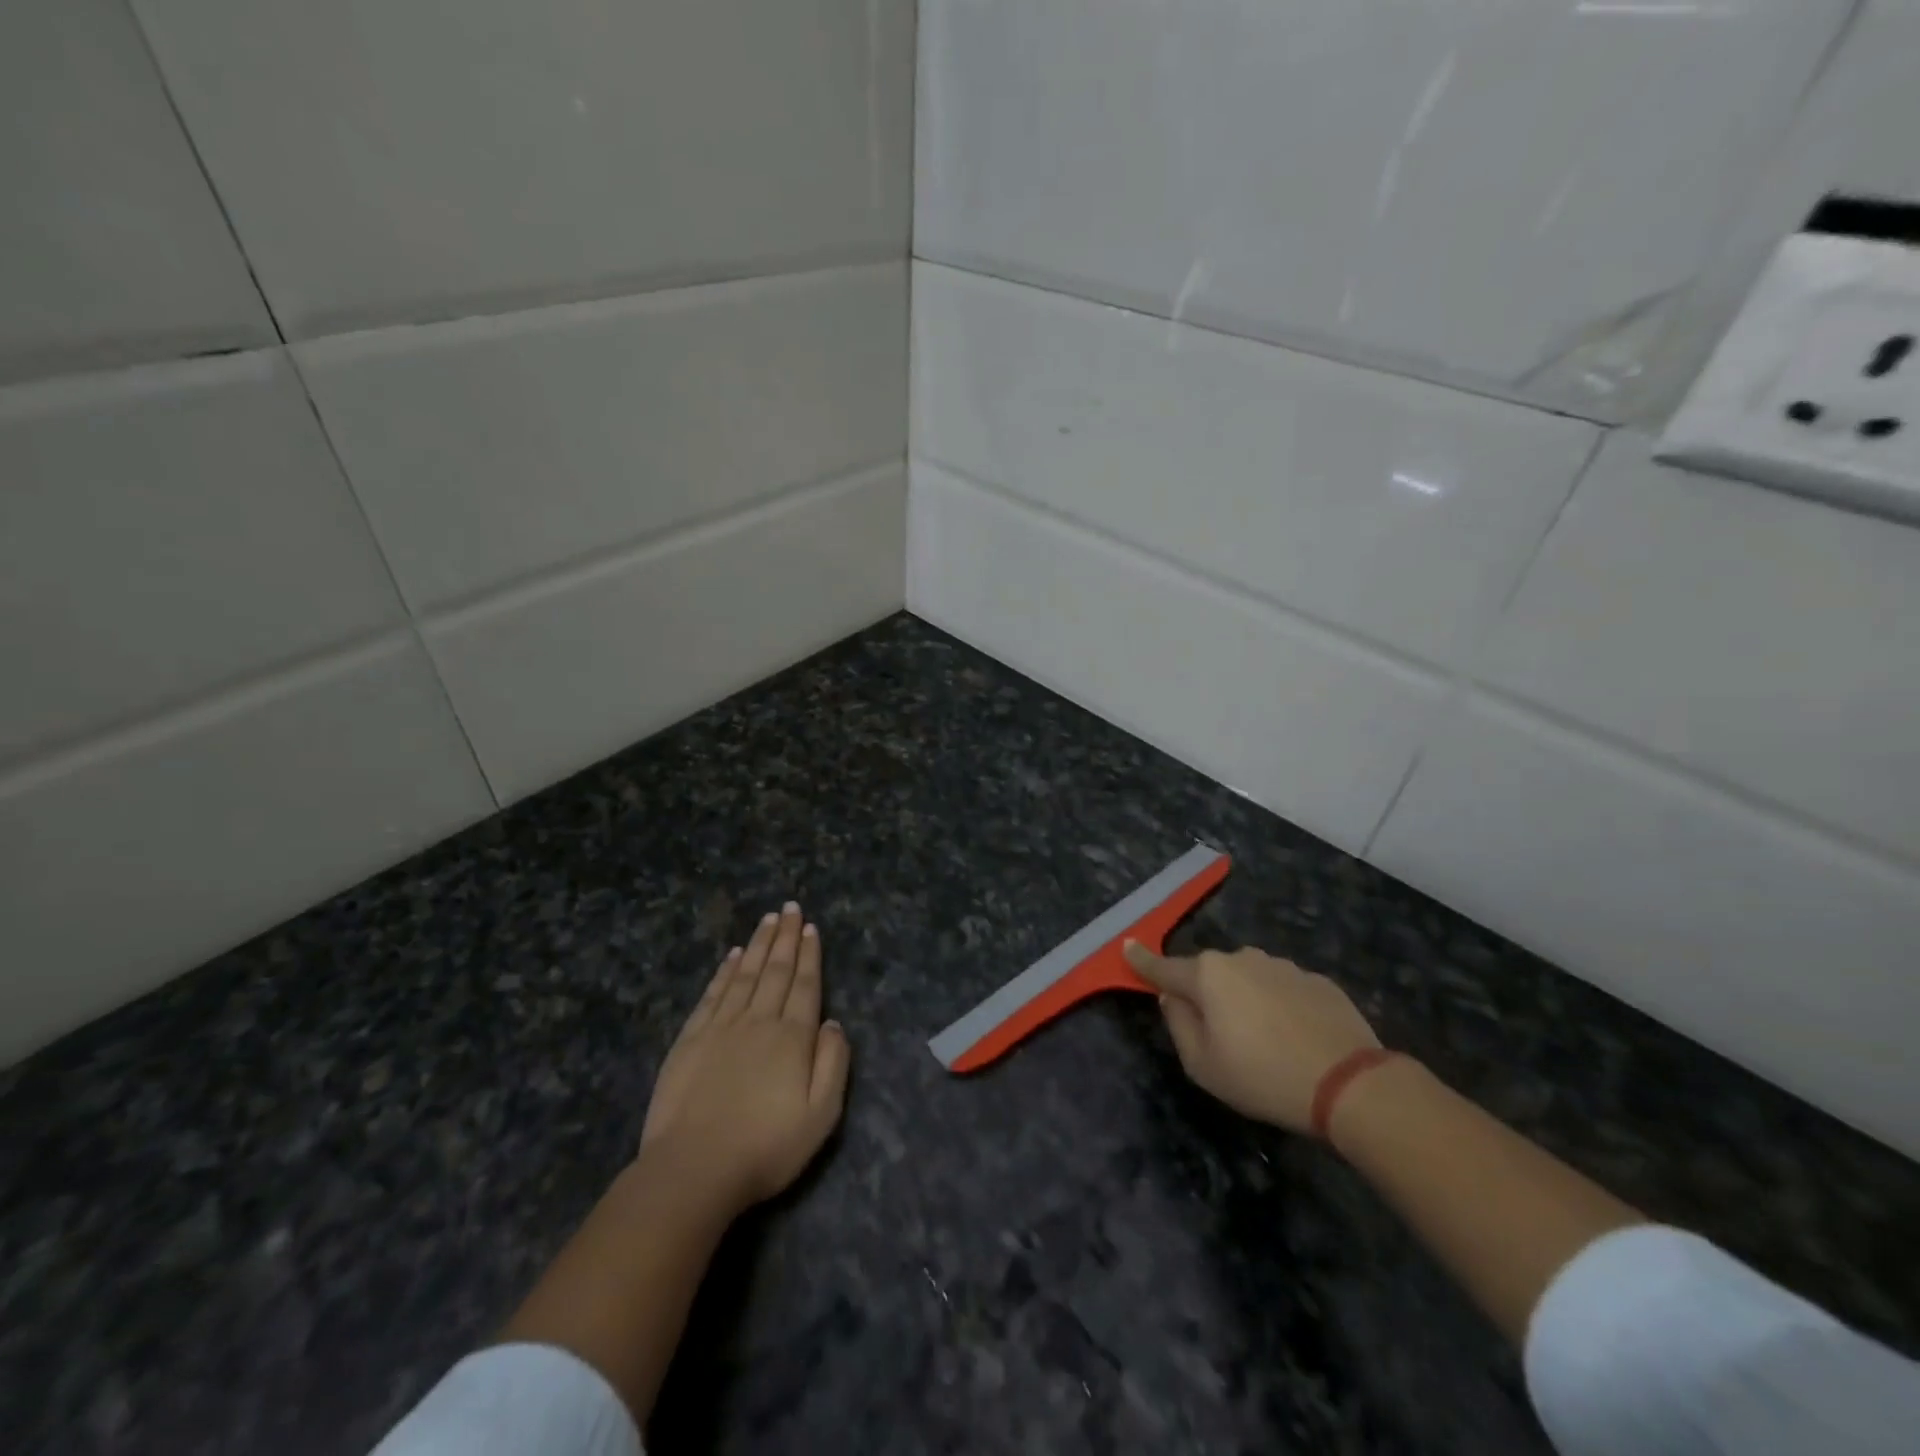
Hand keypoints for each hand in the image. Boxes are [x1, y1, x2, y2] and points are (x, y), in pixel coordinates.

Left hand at [639, 903, 850, 1212]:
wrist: (693, 1169)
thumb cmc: (765, 1147)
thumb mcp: (821, 1115)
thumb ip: (833, 1064)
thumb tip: (834, 1023)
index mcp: (792, 1037)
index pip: (805, 985)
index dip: (809, 955)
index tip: (811, 928)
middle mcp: (758, 1021)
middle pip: (776, 970)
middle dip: (786, 937)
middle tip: (791, 907)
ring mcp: (721, 1027)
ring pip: (745, 974)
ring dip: (759, 944)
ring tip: (768, 919)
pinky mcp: (690, 1039)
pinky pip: (713, 994)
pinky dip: (725, 971)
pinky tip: (732, 956)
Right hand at [1123, 942, 1379, 1134]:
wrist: (1349, 1083)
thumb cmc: (1263, 1076)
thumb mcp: (1202, 1065)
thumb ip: (1178, 1024)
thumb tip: (1173, 997)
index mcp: (1207, 975)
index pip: (1164, 967)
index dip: (1142, 961)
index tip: (1127, 947)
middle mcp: (1242, 958)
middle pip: (1210, 974)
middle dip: (1206, 995)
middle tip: (1220, 1037)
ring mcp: (1282, 966)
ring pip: (1248, 979)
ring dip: (1245, 1000)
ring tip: (1265, 1043)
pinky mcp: (1317, 980)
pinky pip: (1282, 990)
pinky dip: (1279, 1007)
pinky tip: (1295, 1039)